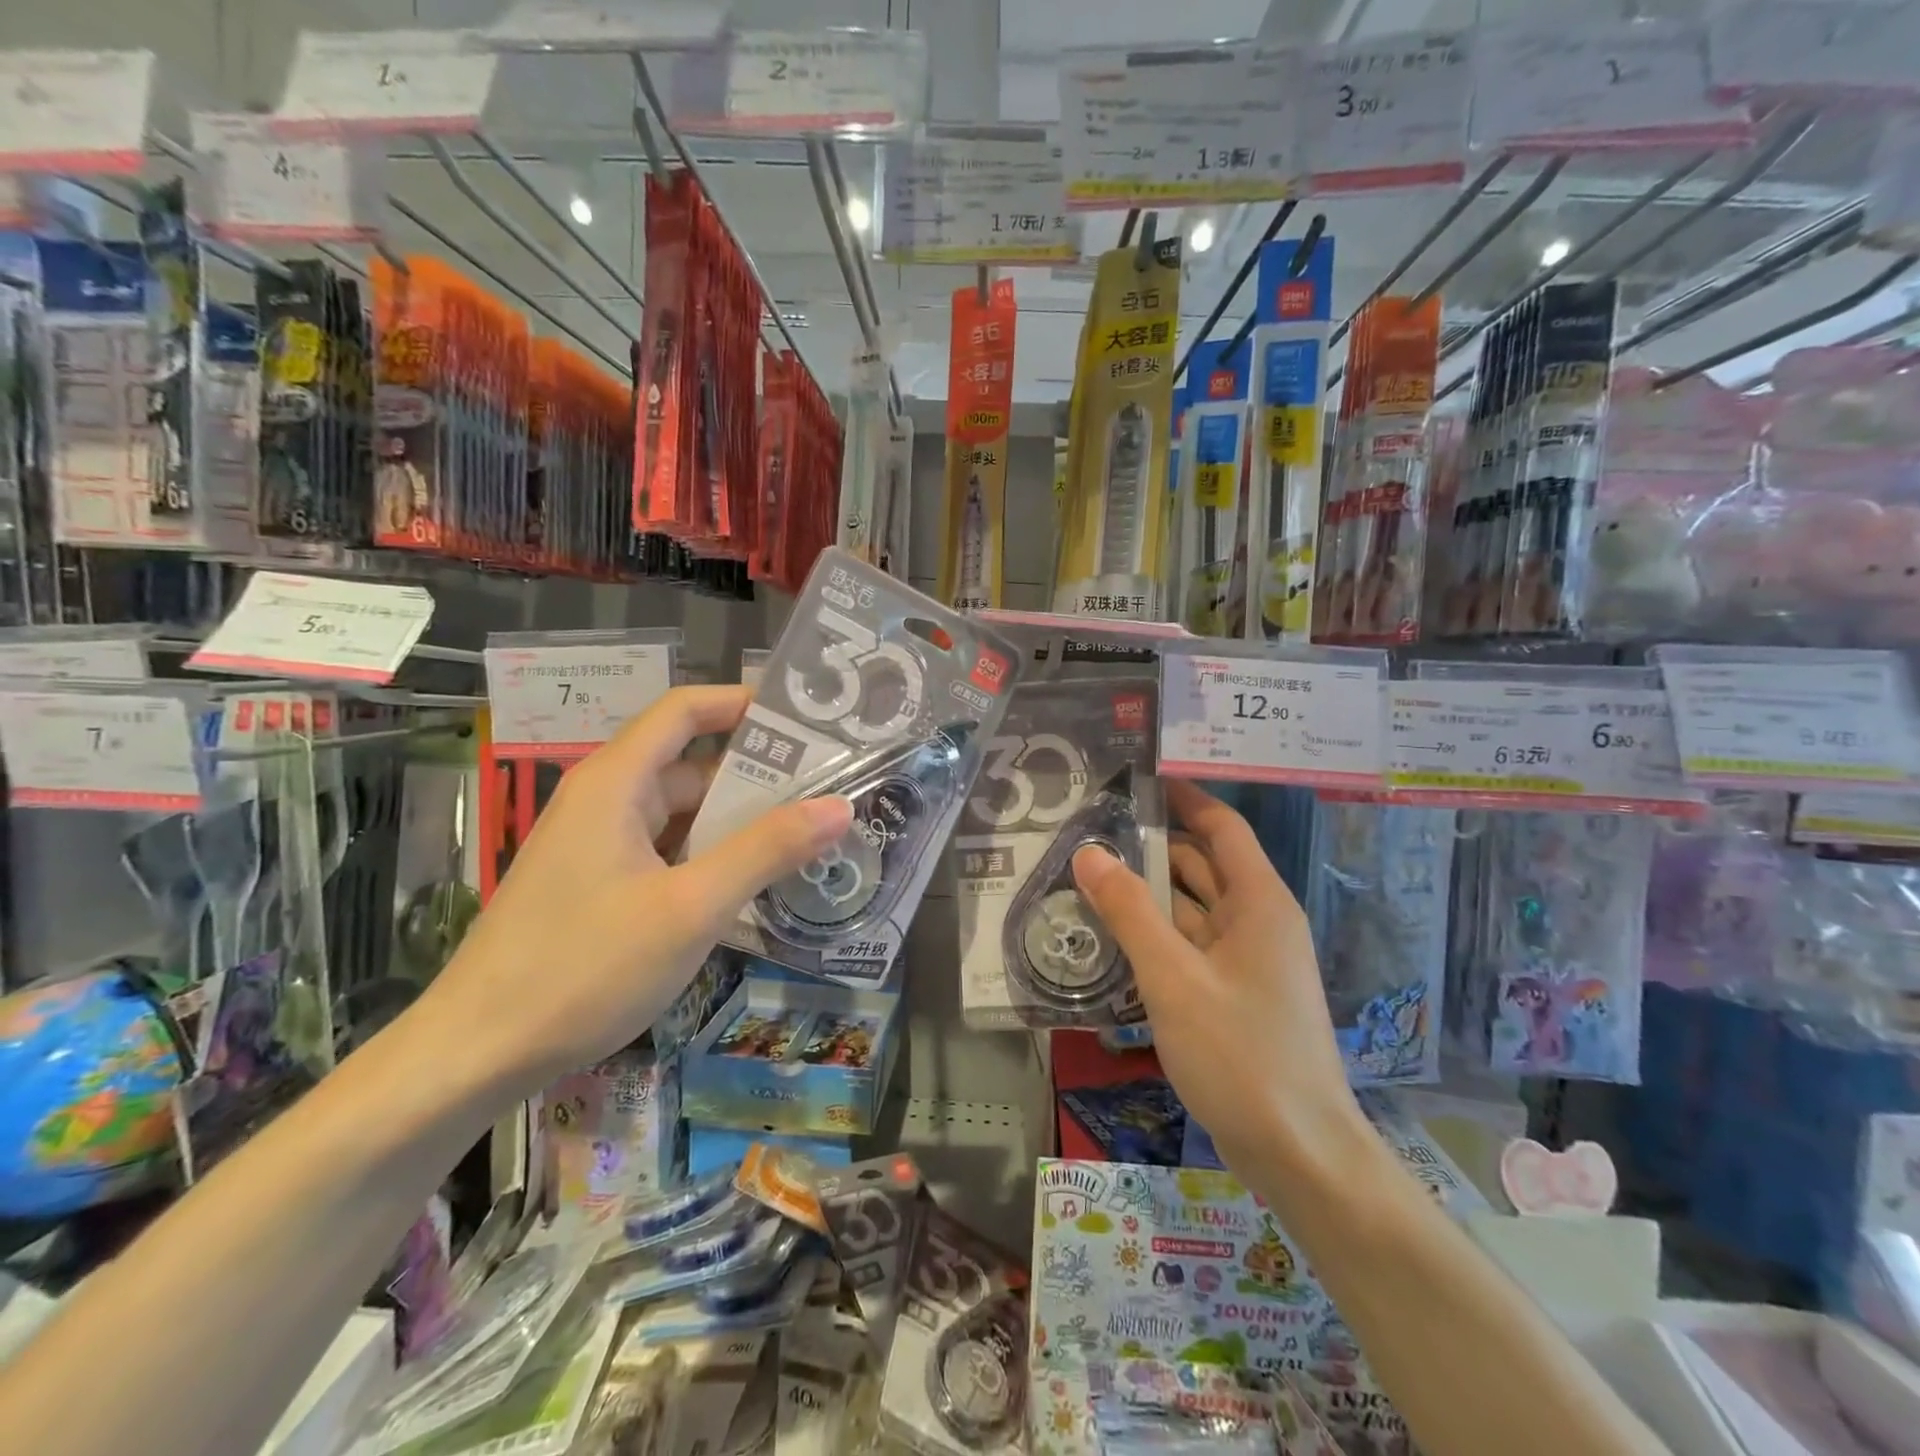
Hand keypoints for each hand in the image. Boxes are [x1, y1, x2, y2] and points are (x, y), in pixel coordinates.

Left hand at [417, 686, 852, 1093]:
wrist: (475, 1055)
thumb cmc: (583, 968)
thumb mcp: (691, 907)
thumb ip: (766, 850)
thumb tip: (840, 805)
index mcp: (616, 783)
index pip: (685, 711)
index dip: (742, 703)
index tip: (805, 718)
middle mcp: (605, 801)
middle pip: (690, 764)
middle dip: (758, 773)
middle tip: (828, 788)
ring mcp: (599, 845)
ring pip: (681, 814)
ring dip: (738, 821)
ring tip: (807, 834)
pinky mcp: (598, 885)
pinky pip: (666, 851)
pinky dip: (710, 856)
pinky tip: (752, 882)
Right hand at [1072, 780, 1362, 1174]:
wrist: (1301, 1156)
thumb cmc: (1241, 1055)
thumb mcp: (1174, 979)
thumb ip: (1129, 912)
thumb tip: (1088, 852)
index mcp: (1259, 902)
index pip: (1221, 827)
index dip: (1184, 799)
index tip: (1136, 781)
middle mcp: (1258, 922)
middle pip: (1202, 865)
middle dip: (1151, 847)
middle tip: (1091, 833)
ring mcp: (1249, 961)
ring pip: (1193, 909)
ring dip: (1148, 895)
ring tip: (1089, 879)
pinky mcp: (1236, 995)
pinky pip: (1191, 947)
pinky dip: (1156, 935)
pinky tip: (1113, 938)